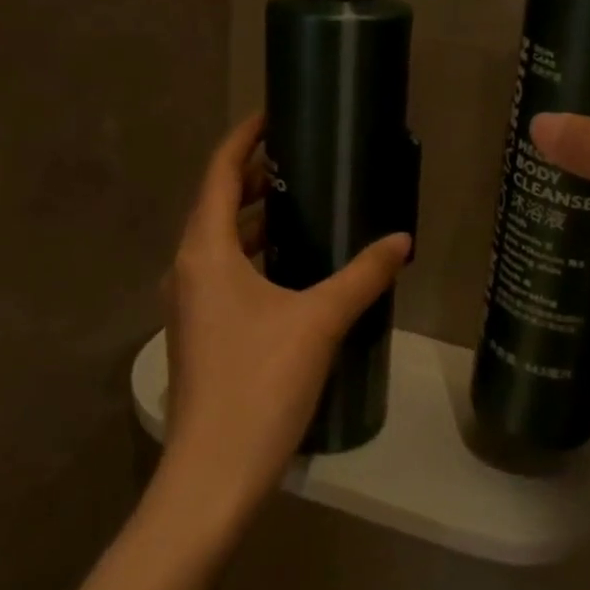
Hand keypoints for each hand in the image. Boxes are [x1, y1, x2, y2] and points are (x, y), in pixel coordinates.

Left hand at [155, 113, 409, 538]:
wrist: (213, 474)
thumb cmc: (261, 384)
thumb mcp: (320, 321)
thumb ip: (363, 275)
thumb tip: (402, 241)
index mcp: (204, 251)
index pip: (218, 172)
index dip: (244, 139)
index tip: (275, 115)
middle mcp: (186, 268)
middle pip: (215, 203)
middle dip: (253, 176)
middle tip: (301, 158)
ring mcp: (187, 303)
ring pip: (218, 241)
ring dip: (252, 217)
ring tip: (300, 204)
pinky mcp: (198, 331)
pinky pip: (222, 272)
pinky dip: (251, 253)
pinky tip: (290, 266)